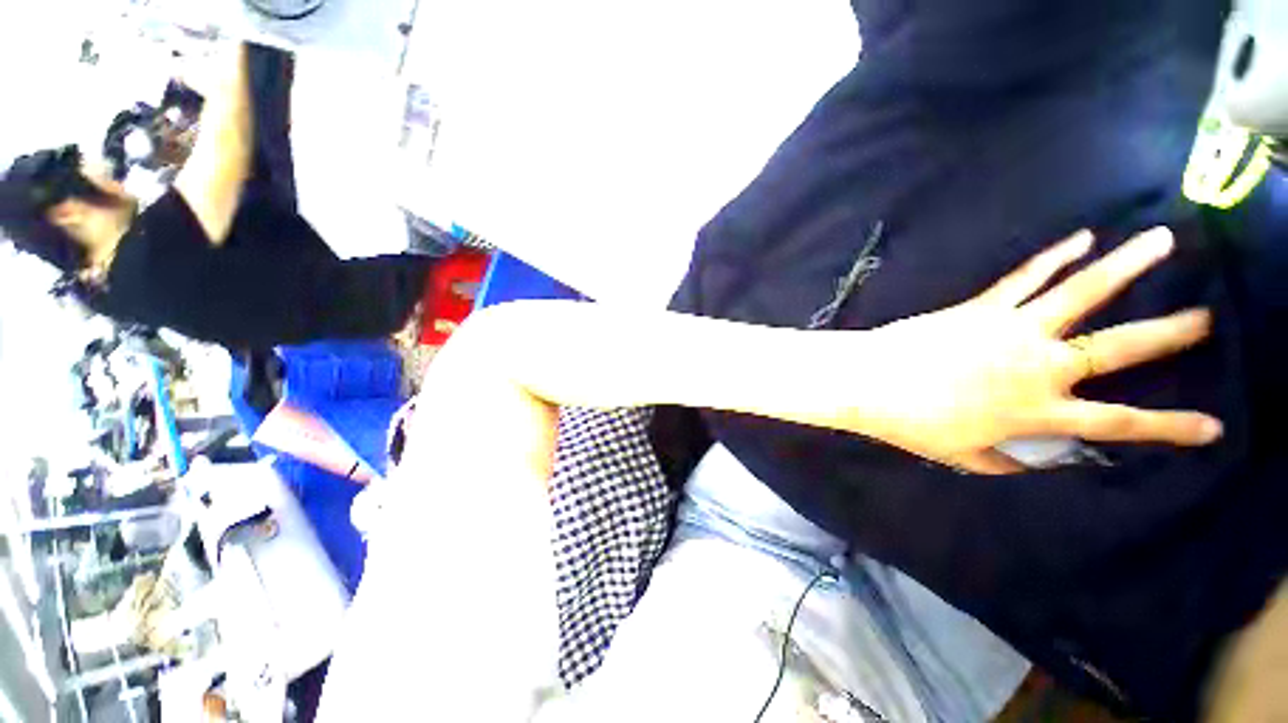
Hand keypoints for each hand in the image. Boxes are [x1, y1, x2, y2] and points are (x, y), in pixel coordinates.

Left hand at [850, 227, 1221, 473]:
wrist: (869, 382)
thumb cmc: (911, 423)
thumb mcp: (961, 455)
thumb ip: (1002, 461)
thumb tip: (1030, 464)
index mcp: (1038, 413)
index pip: (1119, 424)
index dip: (1171, 428)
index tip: (1215, 426)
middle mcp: (1039, 367)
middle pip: (1119, 349)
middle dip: (1170, 333)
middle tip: (1210, 317)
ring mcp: (1013, 330)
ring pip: (1083, 292)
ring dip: (1127, 265)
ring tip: (1163, 240)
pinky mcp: (982, 308)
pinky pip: (1025, 277)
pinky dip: (1054, 257)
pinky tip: (1081, 238)